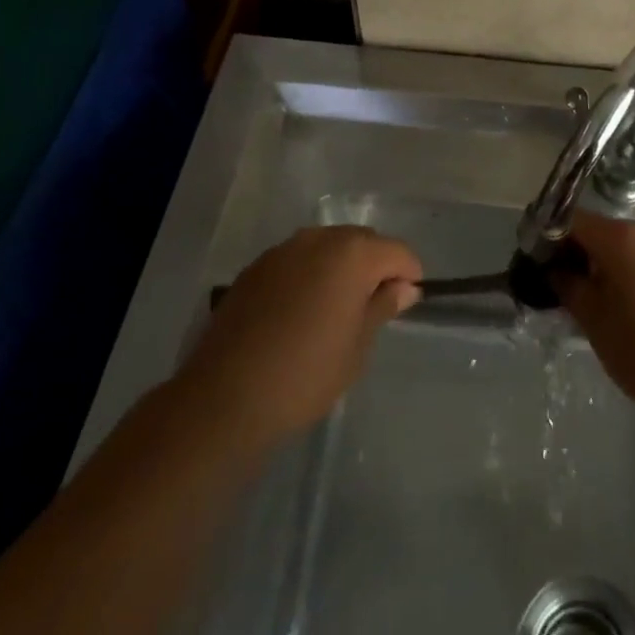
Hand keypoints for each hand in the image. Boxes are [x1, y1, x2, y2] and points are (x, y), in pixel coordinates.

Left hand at [177, 226, 420, 447]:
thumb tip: (404, 287)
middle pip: (362, 241)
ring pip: (327, 247)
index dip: (409, 274)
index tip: (406, 302)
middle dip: (374, 265)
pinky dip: (308, 275)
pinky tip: (300, 311)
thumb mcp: (357, 347)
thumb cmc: (306, 374)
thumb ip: (382, 307)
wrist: (226, 397)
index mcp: (352, 253)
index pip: (397, 251)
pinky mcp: (256, 266)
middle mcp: (319, 238)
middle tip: (372, 307)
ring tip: (335, 308)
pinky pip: (297, 260)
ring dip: (339, 267)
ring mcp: (284, 249)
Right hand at [552, 211, 634, 419]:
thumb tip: (554, 268)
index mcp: (622, 238)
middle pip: (604, 232)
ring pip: (629, 249)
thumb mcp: (595, 322)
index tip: (540, 261)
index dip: (552, 237)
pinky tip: (633, 311)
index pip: (575, 220)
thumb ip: (569, 287)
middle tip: (566, 287)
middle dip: (581, 254)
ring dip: (609, 266)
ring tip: (599, 304)